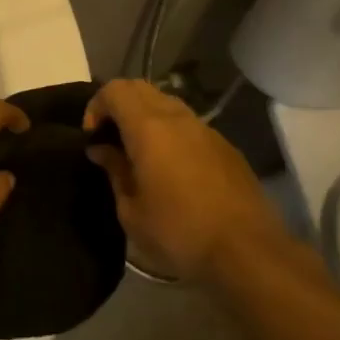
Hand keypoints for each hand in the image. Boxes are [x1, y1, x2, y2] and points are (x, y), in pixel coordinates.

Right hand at [84, 80, 298, 282]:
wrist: (247, 251)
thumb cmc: (179, 232)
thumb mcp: (131, 211)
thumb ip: (114, 171)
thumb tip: (102, 150)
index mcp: (149, 128)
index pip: (115, 90)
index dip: (96, 106)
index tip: (92, 137)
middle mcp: (178, 118)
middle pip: (141, 88)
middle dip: (119, 105)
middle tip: (110, 138)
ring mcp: (206, 129)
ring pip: (167, 103)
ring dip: (145, 117)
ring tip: (138, 152)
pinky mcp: (225, 146)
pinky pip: (189, 125)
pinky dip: (170, 132)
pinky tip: (171, 167)